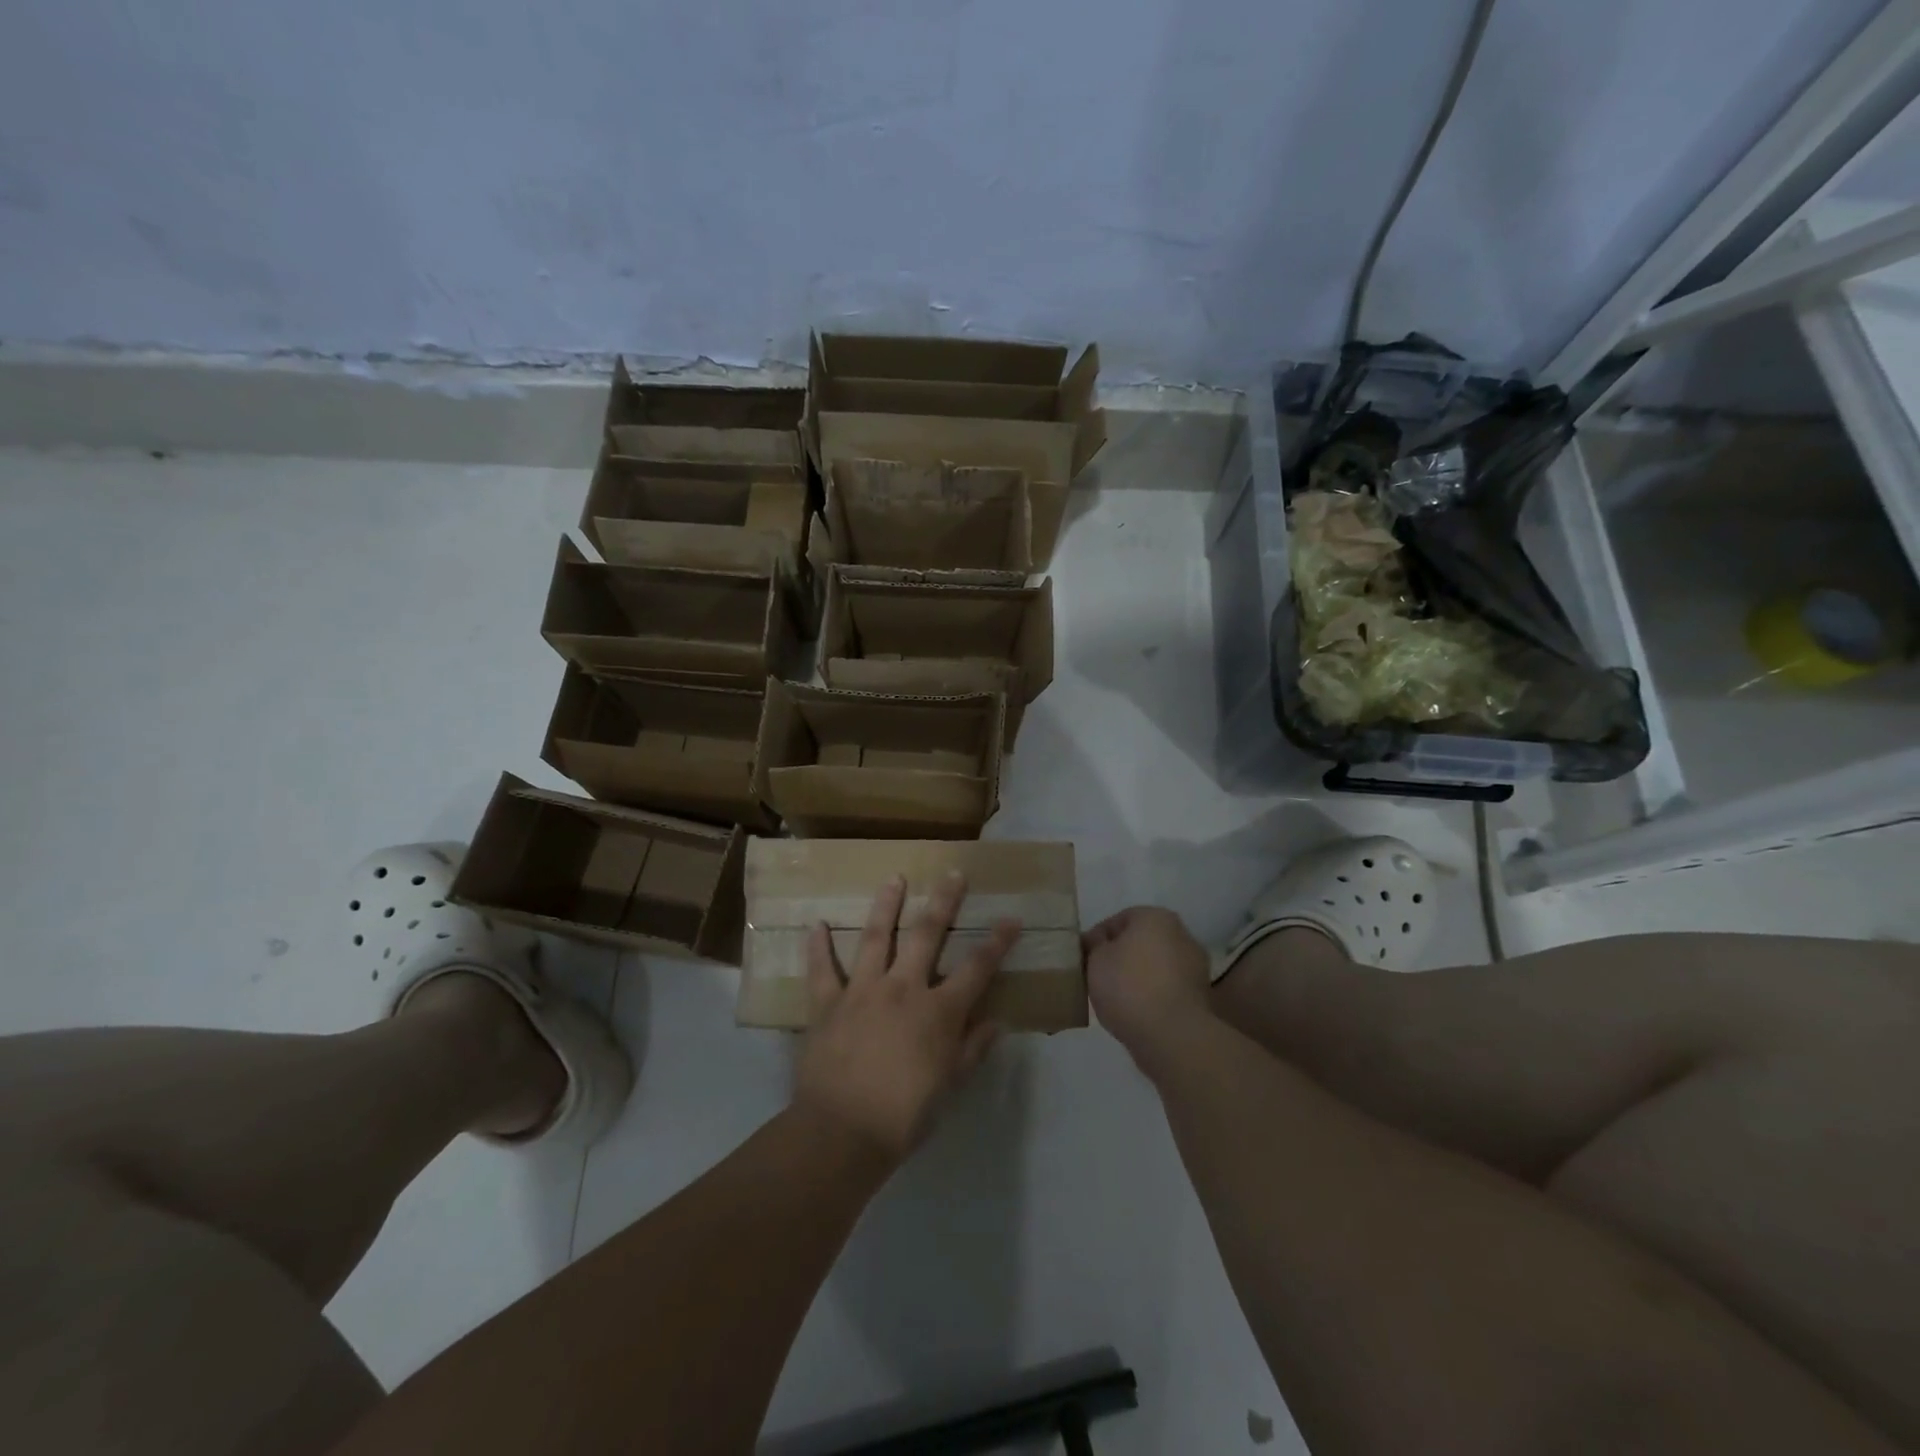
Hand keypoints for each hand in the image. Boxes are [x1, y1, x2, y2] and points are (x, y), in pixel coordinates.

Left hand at [794, 872, 1014, 1165]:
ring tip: (894, 878)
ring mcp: (862, 991)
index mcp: (938, 1011)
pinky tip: (816, 924)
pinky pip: (821, 969)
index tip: (1011, 918)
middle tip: (951, 873)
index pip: (977, 968)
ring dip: (886, 905)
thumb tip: (998, 1022)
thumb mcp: (950, 1086)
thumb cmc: (904, 1115)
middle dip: (943, 902)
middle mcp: (903, 988)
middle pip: (927, 935)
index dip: (997, 942)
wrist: (842, 1132)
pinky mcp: (827, 1003)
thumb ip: (973, 1049)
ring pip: (876, 938)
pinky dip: (818, 947)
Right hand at [1084, 907, 1213, 1063]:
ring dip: (1138, 977)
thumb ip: (1094, 945)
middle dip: (1120, 957)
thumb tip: (1098, 943)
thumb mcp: (1095, 959)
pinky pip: (1167, 989)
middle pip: (1140, 942)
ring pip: (1155, 966)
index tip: (1082, 959)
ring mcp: (1195, 967)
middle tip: (1096, 976)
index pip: (1118, 920)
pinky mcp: (1201, 997)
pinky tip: (1135, 1012)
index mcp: (1156, 917)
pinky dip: (1152, 996)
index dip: (1096, 939)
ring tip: (1114, 998)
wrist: (1172, 1036)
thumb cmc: (1129, 986)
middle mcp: (1181, 935)